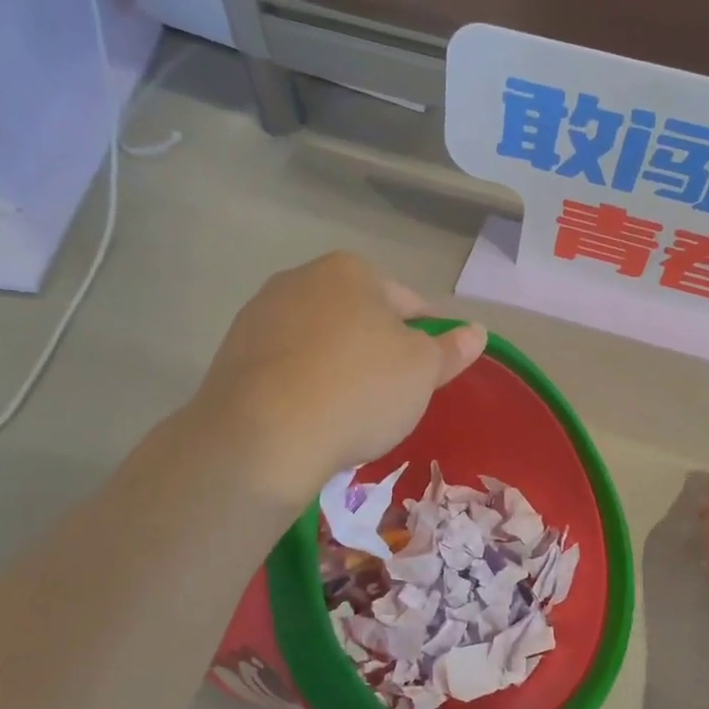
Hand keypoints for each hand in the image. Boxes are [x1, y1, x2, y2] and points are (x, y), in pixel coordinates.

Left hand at [189, 252, 486, 507]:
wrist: (264, 437)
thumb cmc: (359, 390)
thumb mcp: (422, 371)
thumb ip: (450, 350)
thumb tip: (477, 331)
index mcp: (350, 271)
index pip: (407, 302)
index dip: (426, 338)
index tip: (429, 373)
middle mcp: (299, 280)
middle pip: (358, 317)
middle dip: (377, 349)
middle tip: (392, 396)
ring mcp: (259, 316)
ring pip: (319, 341)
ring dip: (339, 366)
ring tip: (350, 411)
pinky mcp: (231, 355)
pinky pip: (286, 367)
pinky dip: (304, 384)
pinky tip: (312, 417)